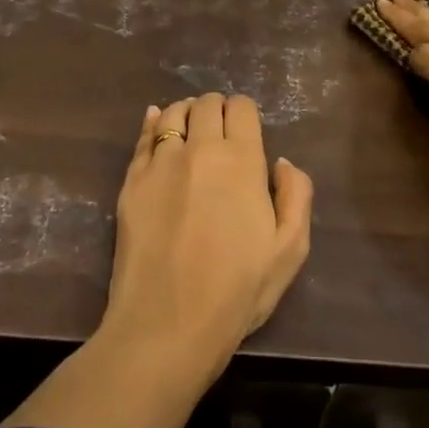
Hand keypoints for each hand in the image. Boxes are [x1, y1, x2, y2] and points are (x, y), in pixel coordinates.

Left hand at [102, 94, 313, 380]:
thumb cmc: (237, 291)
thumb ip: (296, 196)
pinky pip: (143, 136)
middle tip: (219, 131)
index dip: (244, 112)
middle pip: (207, 104)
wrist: (168, 323)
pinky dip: (153, 122)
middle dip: (216, 109)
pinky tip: (157, 122)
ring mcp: (161, 162)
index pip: (241, 108)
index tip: (245, 130)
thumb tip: (281, 163)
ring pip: (173, 113)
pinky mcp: (132, 180)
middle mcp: (200, 149)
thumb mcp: (290, 250)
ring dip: (186, 113)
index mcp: (242, 160)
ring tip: (190, 129)